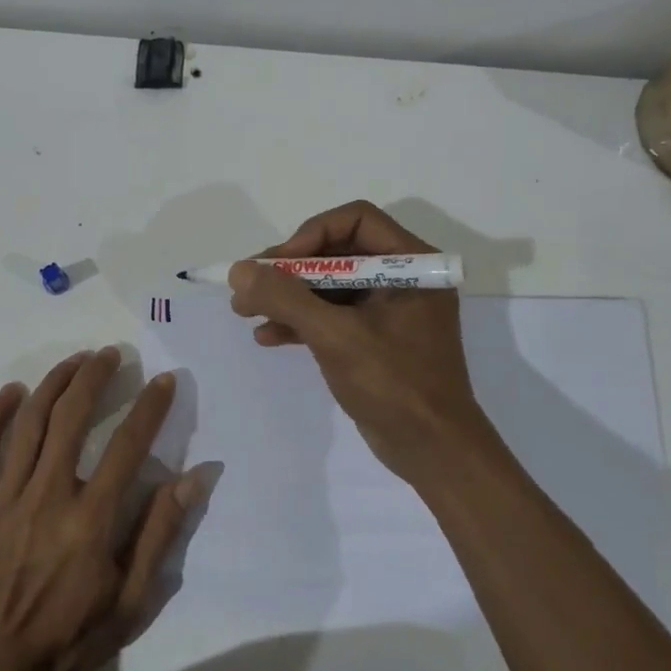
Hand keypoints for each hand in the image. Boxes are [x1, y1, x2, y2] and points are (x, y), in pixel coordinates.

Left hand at [0, 348, 197, 670]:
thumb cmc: (72, 634)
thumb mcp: (132, 599)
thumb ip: (159, 533)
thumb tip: (193, 478)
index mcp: (90, 519)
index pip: (128, 446)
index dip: (150, 407)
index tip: (164, 380)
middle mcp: (48, 495)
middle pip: (73, 417)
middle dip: (95, 377)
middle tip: (111, 354)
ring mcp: (6, 497)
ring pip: (30, 422)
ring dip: (54, 383)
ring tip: (75, 360)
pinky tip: (13, 391)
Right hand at [228, 201, 480, 478]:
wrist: (432, 451)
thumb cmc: (394, 384)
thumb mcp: (335, 336)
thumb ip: (286, 298)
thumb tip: (238, 271)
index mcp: (412, 264)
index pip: (356, 220)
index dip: (311, 235)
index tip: (277, 265)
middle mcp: (402, 278)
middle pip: (337, 252)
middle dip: (289, 270)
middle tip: (249, 286)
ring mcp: (388, 310)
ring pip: (329, 285)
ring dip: (287, 297)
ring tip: (245, 312)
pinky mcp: (374, 338)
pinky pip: (332, 315)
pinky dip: (300, 321)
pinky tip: (268, 336)